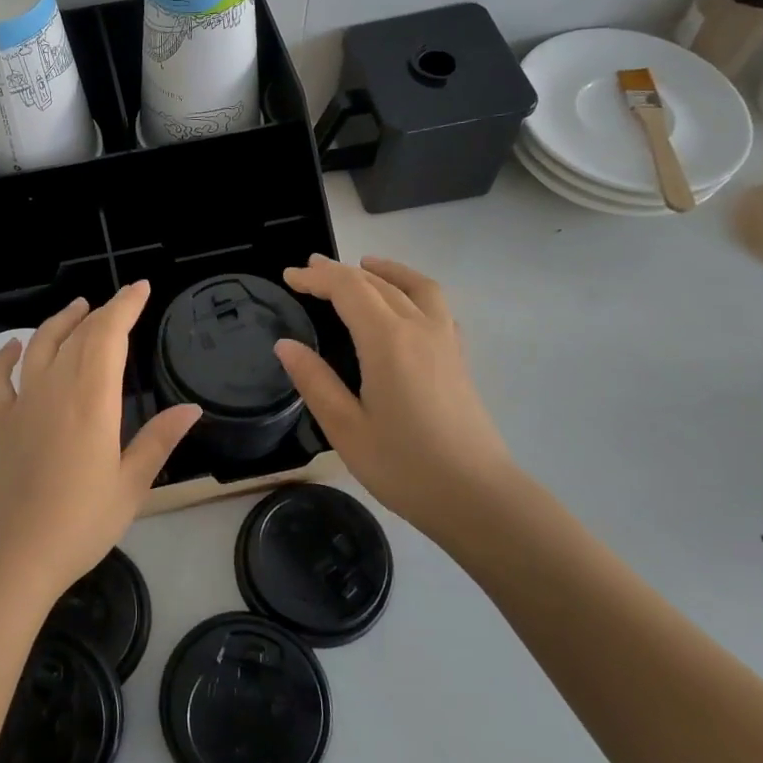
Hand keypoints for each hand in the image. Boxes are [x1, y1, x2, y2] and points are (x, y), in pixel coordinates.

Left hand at [0, 282, 200, 604]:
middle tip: (123, 299)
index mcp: (91, 400)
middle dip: (104, 311)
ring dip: (61, 322)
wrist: (10, 556)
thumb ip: (158, 441)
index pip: (109, 335)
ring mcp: (22, 405)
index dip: (126, 306)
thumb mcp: (130, 485)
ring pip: (40, 347)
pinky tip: (14, 346)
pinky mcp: (0, 424)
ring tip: (79, 307)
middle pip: (79, 335)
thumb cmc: (79, 523)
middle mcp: (55, 390)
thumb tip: (191, 408)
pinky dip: (4, 357)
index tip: (141, 288)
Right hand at [273, 255, 515, 542]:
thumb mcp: (346, 428)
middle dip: (341, 272)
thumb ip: (315, 381)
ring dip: (385, 271)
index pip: (348, 290)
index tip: (289, 276)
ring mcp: (445, 340)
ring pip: (414, 287)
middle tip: (310, 270)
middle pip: (377, 283)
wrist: (477, 496)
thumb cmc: (405, 466)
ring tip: (364, 265)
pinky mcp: (458, 357)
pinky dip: (413, 289)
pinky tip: (405, 304)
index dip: (317, 278)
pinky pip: (436, 305)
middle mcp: (419, 328)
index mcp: (387, 341)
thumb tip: (285, 345)